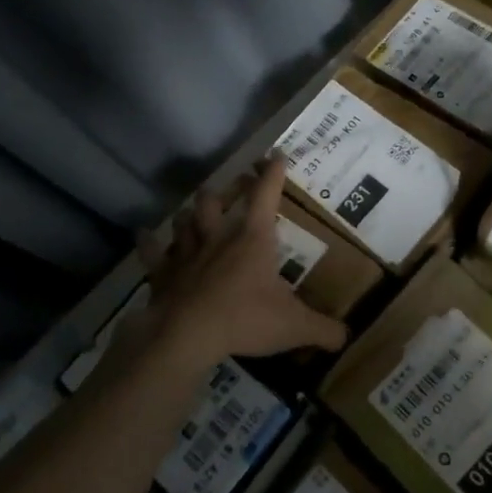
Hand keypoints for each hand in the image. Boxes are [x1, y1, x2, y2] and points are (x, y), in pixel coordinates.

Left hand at [135, 159, 347, 366]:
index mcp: (253, 239)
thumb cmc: (245, 320)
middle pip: (216, 200)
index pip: (265, 195)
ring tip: (197, 210)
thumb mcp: (294, 327)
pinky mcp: (163, 273)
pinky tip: (144, 233)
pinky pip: (153, 251)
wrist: (187, 335)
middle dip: (227, 190)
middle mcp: (218, 237)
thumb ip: (323, 330)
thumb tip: (346, 337)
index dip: (272, 174)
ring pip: (185, 220)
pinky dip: (148, 241)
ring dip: (192, 213)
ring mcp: (187, 253)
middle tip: (236, 186)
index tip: (276, 155)